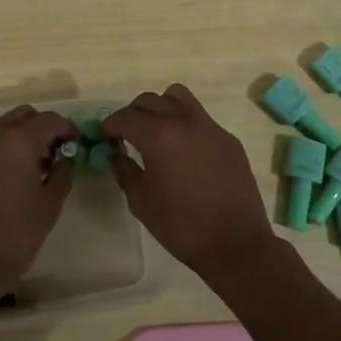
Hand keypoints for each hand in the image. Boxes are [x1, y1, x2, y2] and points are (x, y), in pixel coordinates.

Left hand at [0, 105, 76, 294]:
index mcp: (19, 139)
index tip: (76, 143)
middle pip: (24, 115)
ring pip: (5, 127)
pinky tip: (15, 173)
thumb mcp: (50, 204)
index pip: (49, 120)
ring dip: (22, 136)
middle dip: (42, 127)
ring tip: (36, 163)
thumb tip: (64, 161)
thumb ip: (62, 174)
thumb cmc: (16, 232)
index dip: (66, 128)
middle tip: (56, 151)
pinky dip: (5, 147)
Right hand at [102, 85, 277, 283]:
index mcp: (159, 135)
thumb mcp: (141, 201)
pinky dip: (185, 123)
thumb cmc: (182, 226)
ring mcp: (210, 126)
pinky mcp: (228, 138)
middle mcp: (184, 120)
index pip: (125, 117)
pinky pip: (200, 117)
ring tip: (156, 131)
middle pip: (149, 100)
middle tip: (126, 135)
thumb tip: (114, 153)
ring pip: (178, 97)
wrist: (236, 244)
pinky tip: (184, 150)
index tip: (104, 137)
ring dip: (160, 107)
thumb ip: (124, 170)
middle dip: (132, 114)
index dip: (110, 125)